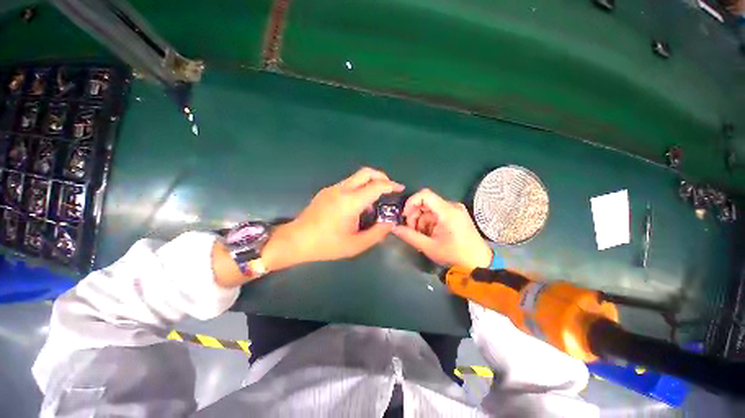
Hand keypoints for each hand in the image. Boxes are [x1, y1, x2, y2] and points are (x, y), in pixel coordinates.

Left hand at [262, 167, 403, 270]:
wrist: (297, 240)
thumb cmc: (327, 244)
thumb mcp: (356, 244)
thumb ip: (377, 233)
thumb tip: (389, 222)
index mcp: (351, 202)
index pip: (376, 186)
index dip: (391, 185)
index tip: (399, 188)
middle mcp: (342, 190)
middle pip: (366, 172)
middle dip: (381, 176)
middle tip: (389, 187)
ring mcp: (332, 189)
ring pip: (356, 177)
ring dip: (369, 182)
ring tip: (374, 199)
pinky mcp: (326, 191)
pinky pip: (348, 184)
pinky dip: (359, 187)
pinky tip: (358, 204)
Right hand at [393, 189, 492, 268]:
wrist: (479, 263)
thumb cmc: (455, 255)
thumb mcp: (429, 247)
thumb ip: (410, 236)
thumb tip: (394, 228)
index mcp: (447, 211)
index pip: (425, 194)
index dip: (411, 202)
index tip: (405, 216)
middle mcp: (452, 206)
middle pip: (426, 202)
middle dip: (414, 215)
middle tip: (411, 231)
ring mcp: (455, 210)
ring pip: (429, 209)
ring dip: (421, 221)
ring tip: (421, 236)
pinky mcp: (455, 215)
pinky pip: (436, 214)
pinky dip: (429, 222)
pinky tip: (429, 234)